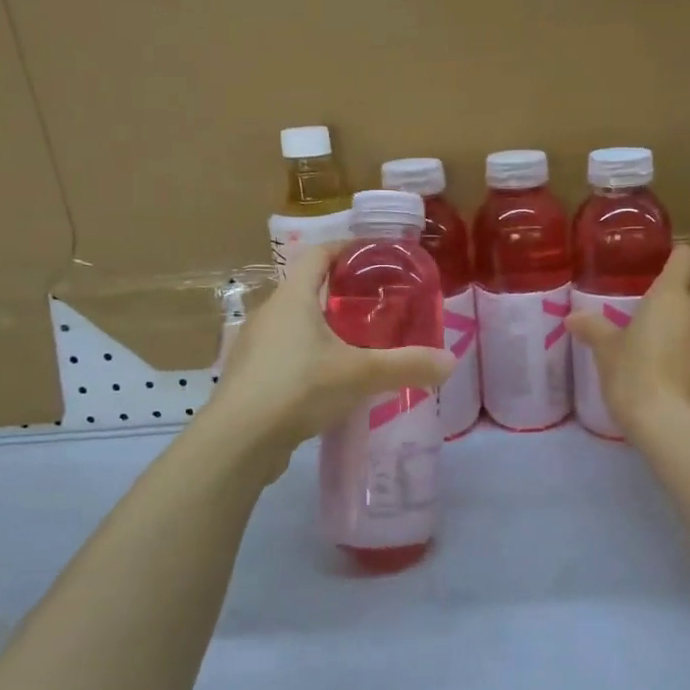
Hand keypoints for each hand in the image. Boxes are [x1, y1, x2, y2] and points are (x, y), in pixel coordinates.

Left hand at [203, 244, 454, 464]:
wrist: (239, 441)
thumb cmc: (299, 388)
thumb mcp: (361, 374)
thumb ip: (407, 365)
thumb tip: (450, 362)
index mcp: (292, 298)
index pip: (318, 254)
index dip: (346, 248)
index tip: (375, 255)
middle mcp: (269, 314)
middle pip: (308, 289)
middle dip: (342, 293)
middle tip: (379, 306)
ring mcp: (255, 346)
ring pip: (296, 325)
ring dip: (325, 328)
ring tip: (360, 344)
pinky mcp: (251, 377)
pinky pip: (286, 355)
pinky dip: (311, 357)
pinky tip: (332, 381)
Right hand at [567, 245, 689, 436]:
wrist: (669, 423)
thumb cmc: (633, 374)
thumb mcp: (606, 351)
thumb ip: (592, 328)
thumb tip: (572, 317)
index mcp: (671, 294)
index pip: (688, 256)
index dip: (676, 258)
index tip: (659, 270)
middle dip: (683, 292)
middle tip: (657, 310)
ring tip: (667, 341)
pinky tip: (678, 368)